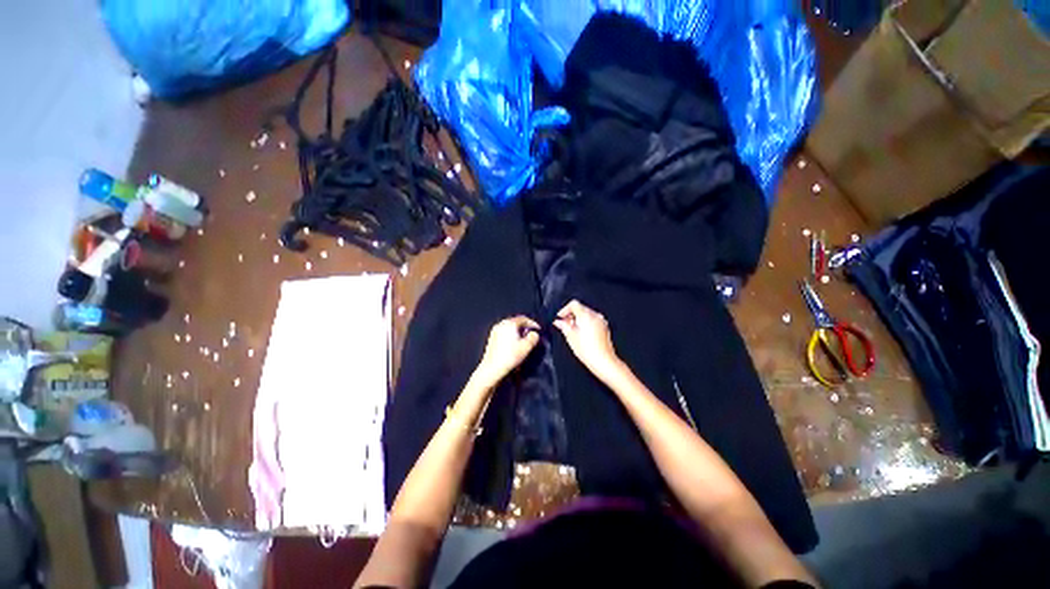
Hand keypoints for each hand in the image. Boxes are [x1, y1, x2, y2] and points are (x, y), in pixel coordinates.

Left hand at [475, 316, 540, 386]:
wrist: (492, 368)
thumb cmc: (510, 356)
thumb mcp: (527, 347)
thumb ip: (533, 337)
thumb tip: (534, 333)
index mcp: (510, 323)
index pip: (524, 318)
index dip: (532, 323)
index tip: (538, 329)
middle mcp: (501, 324)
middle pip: (516, 321)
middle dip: (525, 326)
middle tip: (531, 334)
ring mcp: (495, 330)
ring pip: (510, 327)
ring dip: (518, 331)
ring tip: (523, 339)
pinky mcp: (492, 338)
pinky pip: (504, 332)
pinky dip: (511, 334)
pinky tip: (513, 343)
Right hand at [554, 300, 622, 380]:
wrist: (603, 361)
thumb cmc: (587, 349)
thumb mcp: (570, 336)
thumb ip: (563, 325)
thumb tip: (558, 321)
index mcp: (586, 314)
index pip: (573, 304)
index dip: (564, 310)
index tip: (560, 318)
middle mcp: (595, 315)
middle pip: (580, 308)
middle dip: (571, 315)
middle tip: (564, 325)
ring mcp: (601, 321)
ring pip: (586, 315)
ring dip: (578, 320)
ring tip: (572, 331)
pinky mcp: (604, 328)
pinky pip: (592, 321)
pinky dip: (585, 324)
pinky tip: (581, 334)